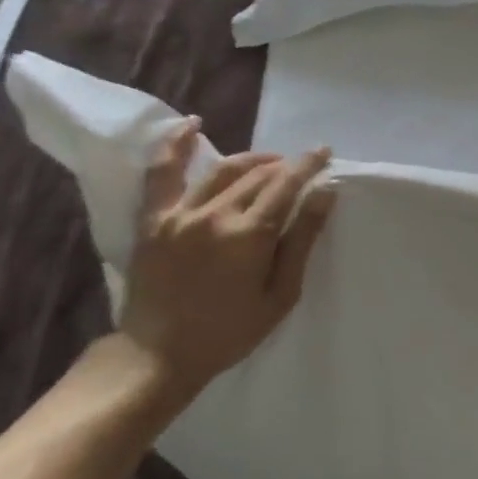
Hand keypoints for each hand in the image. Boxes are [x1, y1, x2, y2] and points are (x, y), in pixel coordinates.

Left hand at [110, 121, 334, 419]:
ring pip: (222, 170)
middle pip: (258, 176)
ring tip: (269, 162)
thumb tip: (324, 192)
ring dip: (251, 159)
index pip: (286, 185)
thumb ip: (302, 240)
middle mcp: (214, 215)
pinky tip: (192, 124)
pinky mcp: (153, 219)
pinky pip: (162, 172)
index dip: (308, 165)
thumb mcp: (279, 295)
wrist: (158, 354)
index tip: (324, 152)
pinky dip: (176, 144)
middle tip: (301, 168)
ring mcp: (179, 213)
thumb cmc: (229, 332)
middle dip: (285, 166)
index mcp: (248, 236)